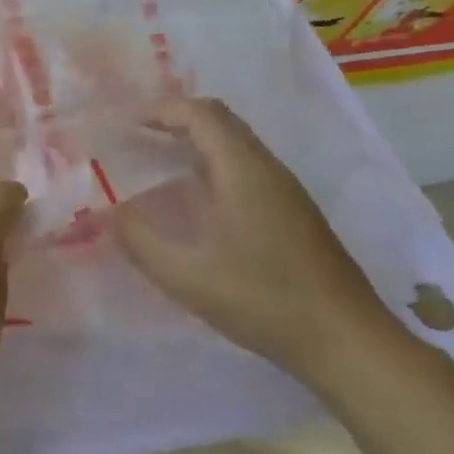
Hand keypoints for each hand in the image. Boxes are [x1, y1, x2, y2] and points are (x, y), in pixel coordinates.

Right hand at [114, 98, 407, 390]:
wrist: (347, 341)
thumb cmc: (263, 301)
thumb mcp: (187, 276)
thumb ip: (139, 240)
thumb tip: (106, 212)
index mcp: (243, 172)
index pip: (202, 115)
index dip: (163, 111)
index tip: (127, 126)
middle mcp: (268, 170)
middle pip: (222, 121)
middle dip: (177, 120)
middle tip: (138, 139)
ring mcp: (287, 191)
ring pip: (237, 144)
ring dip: (197, 142)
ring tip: (159, 163)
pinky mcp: (295, 212)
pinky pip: (248, 167)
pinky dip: (214, 164)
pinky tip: (197, 200)